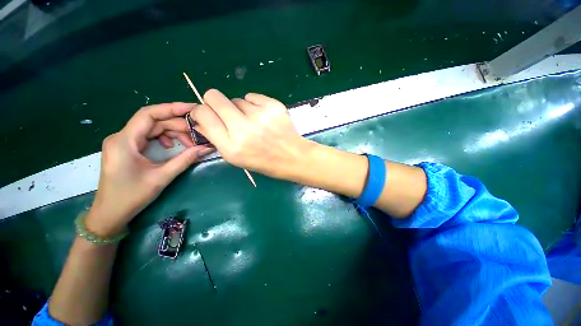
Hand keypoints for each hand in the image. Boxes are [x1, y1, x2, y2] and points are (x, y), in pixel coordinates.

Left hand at [86, 102, 213, 235]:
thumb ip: (185, 160)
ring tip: (189, 144)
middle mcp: (122, 137)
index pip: (149, 115)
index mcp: (124, 141)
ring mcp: (124, 142)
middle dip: (178, 126)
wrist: (110, 213)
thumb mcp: (161, 177)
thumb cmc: (131, 196)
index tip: (193, 109)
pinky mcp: (128, 148)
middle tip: (199, 134)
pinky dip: (164, 139)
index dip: (172, 108)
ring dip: (173, 133)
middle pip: (154, 122)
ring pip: (153, 129)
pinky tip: (171, 147)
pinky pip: (149, 137)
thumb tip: (207, 148)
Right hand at [189, 89, 308, 178]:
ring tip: (253, 123)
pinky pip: (252, 96)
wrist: (292, 157)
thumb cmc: (263, 161)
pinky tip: (263, 117)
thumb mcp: (236, 158)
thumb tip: (200, 119)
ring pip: (236, 99)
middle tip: (227, 114)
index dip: (201, 111)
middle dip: (215, 103)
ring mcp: (260, 115)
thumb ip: (216, 138)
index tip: (208, 115)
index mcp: (231, 145)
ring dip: (240, 109)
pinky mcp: (273, 106)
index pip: (203, 113)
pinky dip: (254, 105)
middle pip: (214, 96)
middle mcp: (243, 128)